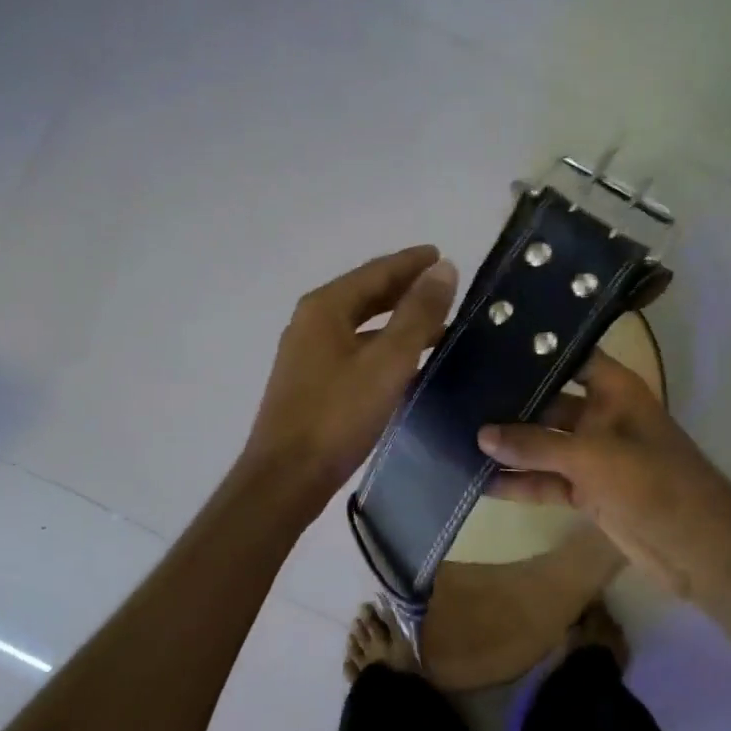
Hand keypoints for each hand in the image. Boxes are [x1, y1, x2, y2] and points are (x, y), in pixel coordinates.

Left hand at [242, 246, 457, 509]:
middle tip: (443, 286)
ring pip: (361, 325)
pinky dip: (383, 347)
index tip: (441, 254)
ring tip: (437, 325)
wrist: (287, 476)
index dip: (411, 262)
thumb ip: (418, 314)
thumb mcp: (387, 362)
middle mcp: (312, 322)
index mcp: (325, 307)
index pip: (376, 271)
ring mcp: (308, 354)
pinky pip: (355, 350)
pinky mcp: (311, 383)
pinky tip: (407, 363)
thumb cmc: (338, 414)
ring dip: (396, 321)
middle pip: (365, 294)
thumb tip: (444, 268)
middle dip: (404, 288)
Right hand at [477, 349, 730, 598]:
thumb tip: (481, 436)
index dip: (535, 350)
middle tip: (457, 393)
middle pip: (548, 402)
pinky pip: (546, 481)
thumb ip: (535, 446)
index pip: (570, 356)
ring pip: (542, 445)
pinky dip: (519, 483)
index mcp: (615, 391)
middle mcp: (601, 417)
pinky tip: (480, 481)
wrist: (698, 547)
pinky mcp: (587, 492)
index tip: (488, 344)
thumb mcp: (592, 457)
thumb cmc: (653, 483)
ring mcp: (594, 456)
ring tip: (457, 437)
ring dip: (509, 447)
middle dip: (509, 402)